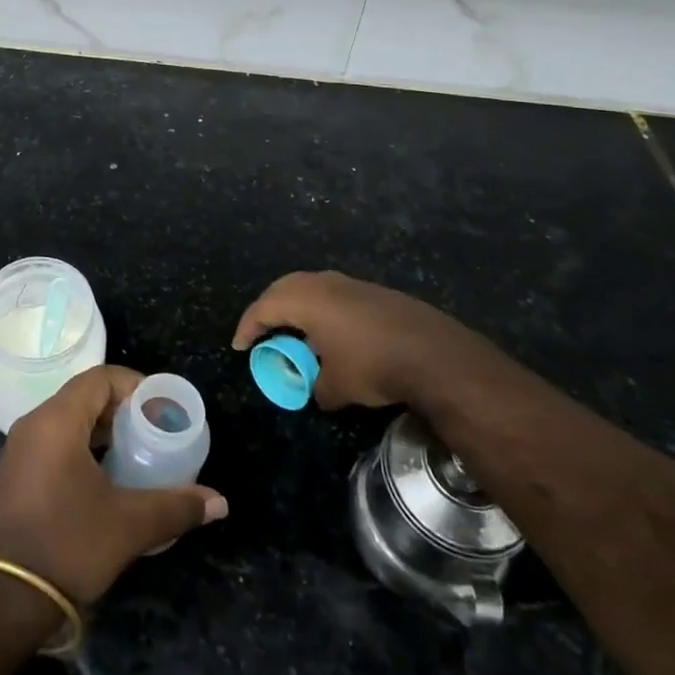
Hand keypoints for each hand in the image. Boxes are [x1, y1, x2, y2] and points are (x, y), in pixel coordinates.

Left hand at [0, 365, 226, 605]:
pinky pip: (54, 444)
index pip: (100, 378)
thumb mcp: (128, 525)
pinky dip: (83, 449)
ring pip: (69, 422)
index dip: (135, 385)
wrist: (1, 602)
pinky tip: (106, 480)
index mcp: (57, 420)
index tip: (162, 408)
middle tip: (155, 433)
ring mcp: (20, 451)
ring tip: (137, 455)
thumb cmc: (67, 545)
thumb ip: (175, 506)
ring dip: (103, 432)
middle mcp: (34, 424)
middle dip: (123, 410)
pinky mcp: (15, 476)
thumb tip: (219, 501)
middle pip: (84, 397)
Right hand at [232, 270, 442, 409]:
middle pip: (284, 288)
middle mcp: (324, 283)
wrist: (434, 354)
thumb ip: (317, 386)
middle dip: (269, 308)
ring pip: (312, 287)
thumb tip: (317, 390)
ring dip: (298, 307)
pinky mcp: (374, 292)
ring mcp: (351, 284)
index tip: (240, 345)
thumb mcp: (337, 386)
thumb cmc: (372, 365)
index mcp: (305, 299)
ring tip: (295, 330)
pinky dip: (324, 310)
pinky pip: (335, 295)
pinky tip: (333, 333)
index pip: (264, 307)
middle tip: (262, 330)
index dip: (248, 326)